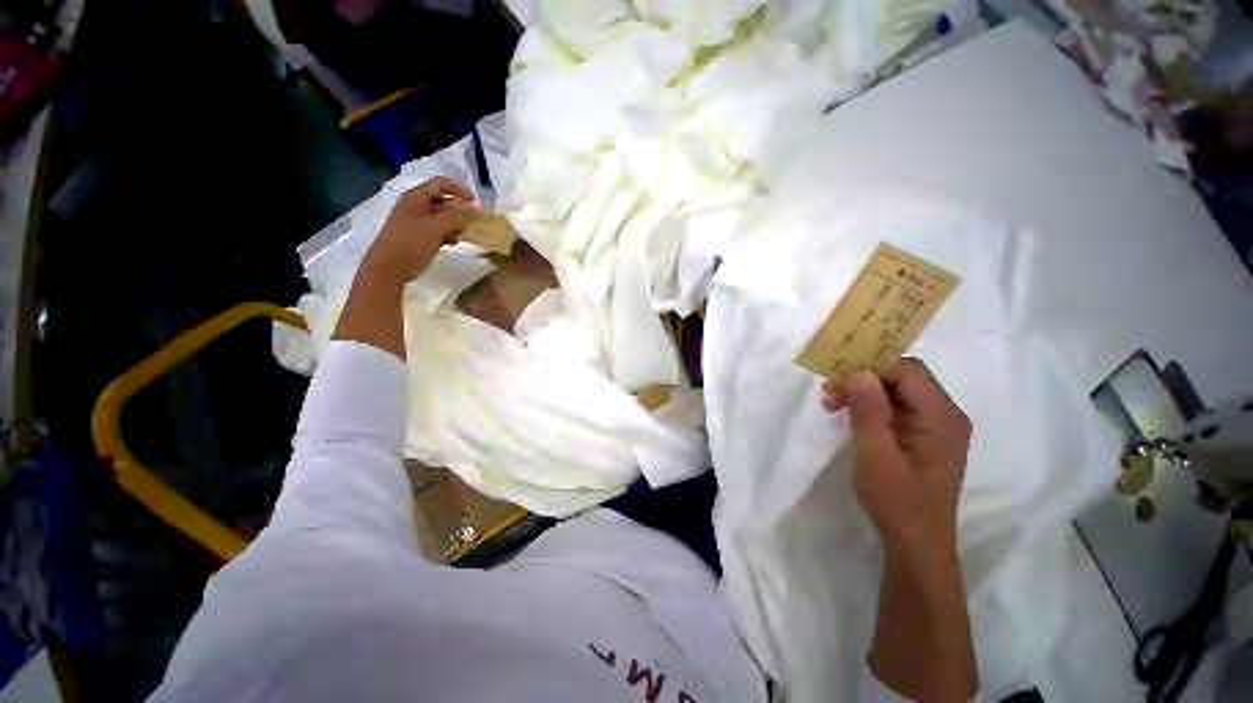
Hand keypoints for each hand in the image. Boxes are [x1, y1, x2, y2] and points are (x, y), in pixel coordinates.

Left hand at [358, 177, 477, 286]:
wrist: (389, 268)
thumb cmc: (411, 243)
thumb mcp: (435, 227)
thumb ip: (455, 216)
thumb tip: (471, 209)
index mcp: (416, 197)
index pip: (441, 183)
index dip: (460, 189)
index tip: (475, 203)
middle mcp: (417, 206)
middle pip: (443, 199)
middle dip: (461, 208)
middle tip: (476, 221)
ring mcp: (417, 221)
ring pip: (443, 216)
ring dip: (457, 222)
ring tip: (468, 233)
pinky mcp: (420, 236)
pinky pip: (439, 229)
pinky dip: (450, 233)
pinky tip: (455, 243)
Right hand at [822, 359, 970, 552]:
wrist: (915, 542)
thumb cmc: (896, 500)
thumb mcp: (875, 454)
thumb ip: (868, 411)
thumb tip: (858, 371)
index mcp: (941, 416)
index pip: (907, 370)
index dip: (871, 365)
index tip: (836, 375)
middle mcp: (944, 414)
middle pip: (902, 377)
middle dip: (862, 378)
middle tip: (828, 392)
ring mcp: (935, 425)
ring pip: (896, 390)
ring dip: (862, 391)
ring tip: (831, 403)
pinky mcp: (923, 435)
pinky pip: (895, 407)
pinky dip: (869, 405)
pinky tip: (848, 414)